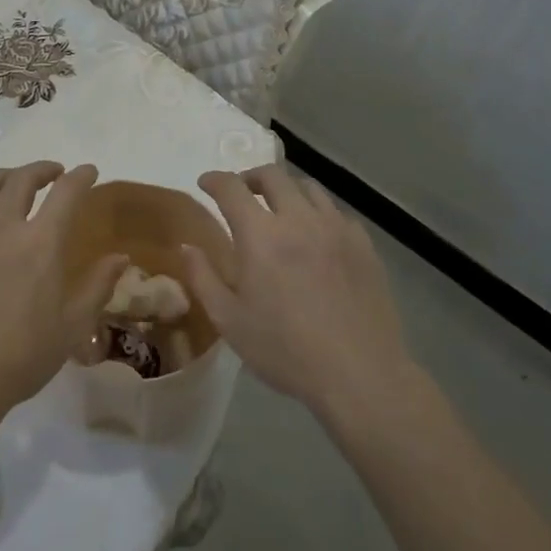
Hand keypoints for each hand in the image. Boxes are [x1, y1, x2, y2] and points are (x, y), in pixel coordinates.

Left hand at [0, 162, 123, 422]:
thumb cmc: (18, 359)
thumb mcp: (71, 328)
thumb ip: (97, 286)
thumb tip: (120, 257)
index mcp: (39, 242)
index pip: (66, 192)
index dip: (81, 176)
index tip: (88, 171)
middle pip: (21, 179)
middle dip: (42, 170)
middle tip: (53, 174)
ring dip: (4, 177)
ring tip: (12, 183)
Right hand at [181, 164, 411, 416]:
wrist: (360, 374)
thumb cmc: (285, 350)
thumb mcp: (229, 320)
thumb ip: (203, 277)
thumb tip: (186, 246)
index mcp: (261, 235)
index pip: (232, 188)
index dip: (215, 180)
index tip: (205, 183)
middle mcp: (299, 219)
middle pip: (273, 175)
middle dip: (250, 177)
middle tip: (241, 192)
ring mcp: (336, 229)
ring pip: (308, 188)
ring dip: (286, 190)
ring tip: (279, 208)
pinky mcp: (364, 245)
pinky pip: (336, 212)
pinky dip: (318, 213)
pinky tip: (316, 235)